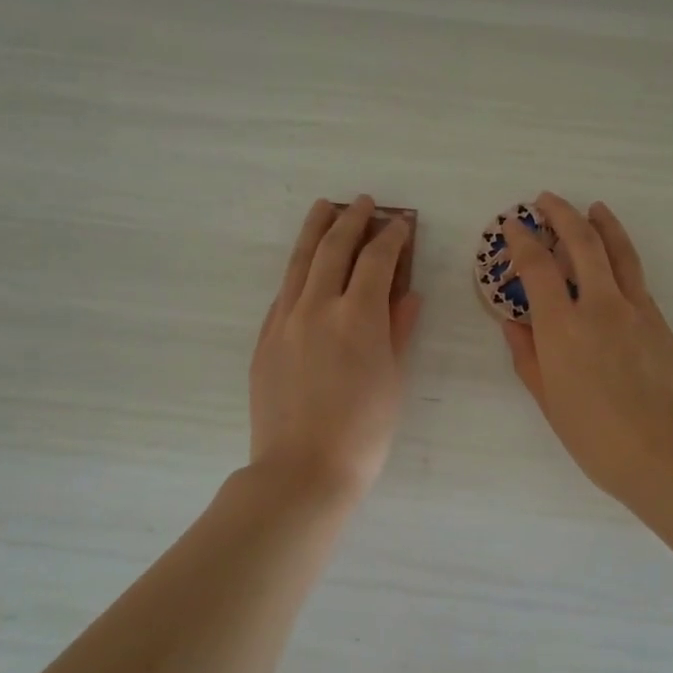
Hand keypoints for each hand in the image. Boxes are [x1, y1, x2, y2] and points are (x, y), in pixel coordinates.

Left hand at [249, 197, 421, 502]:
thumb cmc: (363, 432)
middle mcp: (318, 307)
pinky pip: (283, 292)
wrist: (302, 470)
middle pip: (334, 248)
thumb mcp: (393, 380)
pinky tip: (304, 268)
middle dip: (352, 220)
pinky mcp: (265, 339)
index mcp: (358, 316)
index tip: (401, 224)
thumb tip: (407, 295)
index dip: (392, 237)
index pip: (377, 260)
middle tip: (364, 203)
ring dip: (315, 230)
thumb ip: (399, 331)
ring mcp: (285, 321)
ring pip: (300, 262)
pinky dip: (298, 271)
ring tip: (324, 208)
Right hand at [498, 193, 672, 508]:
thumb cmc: (596, 436)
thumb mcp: (549, 401)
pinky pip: (636, 278)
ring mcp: (635, 309)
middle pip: (581, 242)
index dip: (522, 240)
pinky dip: (622, 257)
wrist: (667, 452)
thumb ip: (528, 357)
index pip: (537, 267)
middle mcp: (599, 305)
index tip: (512, 224)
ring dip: (602, 223)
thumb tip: (513, 324)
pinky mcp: (659, 321)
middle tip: (546, 199)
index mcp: (562, 327)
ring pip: (618, 251)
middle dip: (561, 214)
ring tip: (593, 208)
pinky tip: (616, 261)